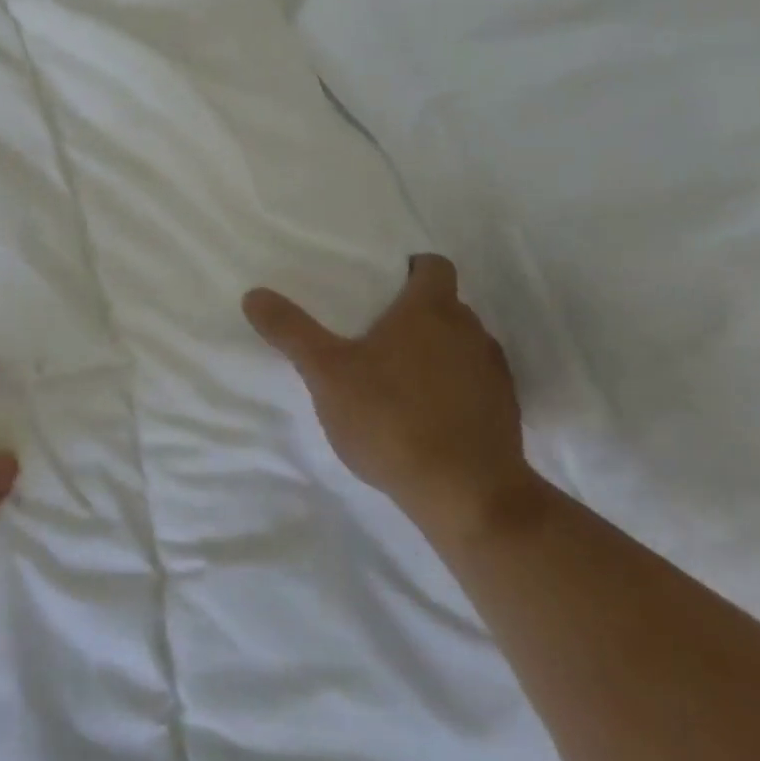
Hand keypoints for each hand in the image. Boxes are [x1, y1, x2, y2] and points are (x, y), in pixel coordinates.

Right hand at [243, 255, 536, 542]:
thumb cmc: (391, 418)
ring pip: (463, 344)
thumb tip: (254, 295)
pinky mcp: (506, 411)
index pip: (433, 265)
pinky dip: (455, 387)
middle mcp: (470, 330)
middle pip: (447, 305)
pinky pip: (476, 382)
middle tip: (377, 333)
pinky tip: (428, 415)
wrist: (467, 495)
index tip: (384, 286)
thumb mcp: (326, 373)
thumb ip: (291, 331)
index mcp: (430, 309)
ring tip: (400, 377)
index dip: (411, 268)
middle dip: (417, 313)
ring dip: (438, 351)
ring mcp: (494, 372)